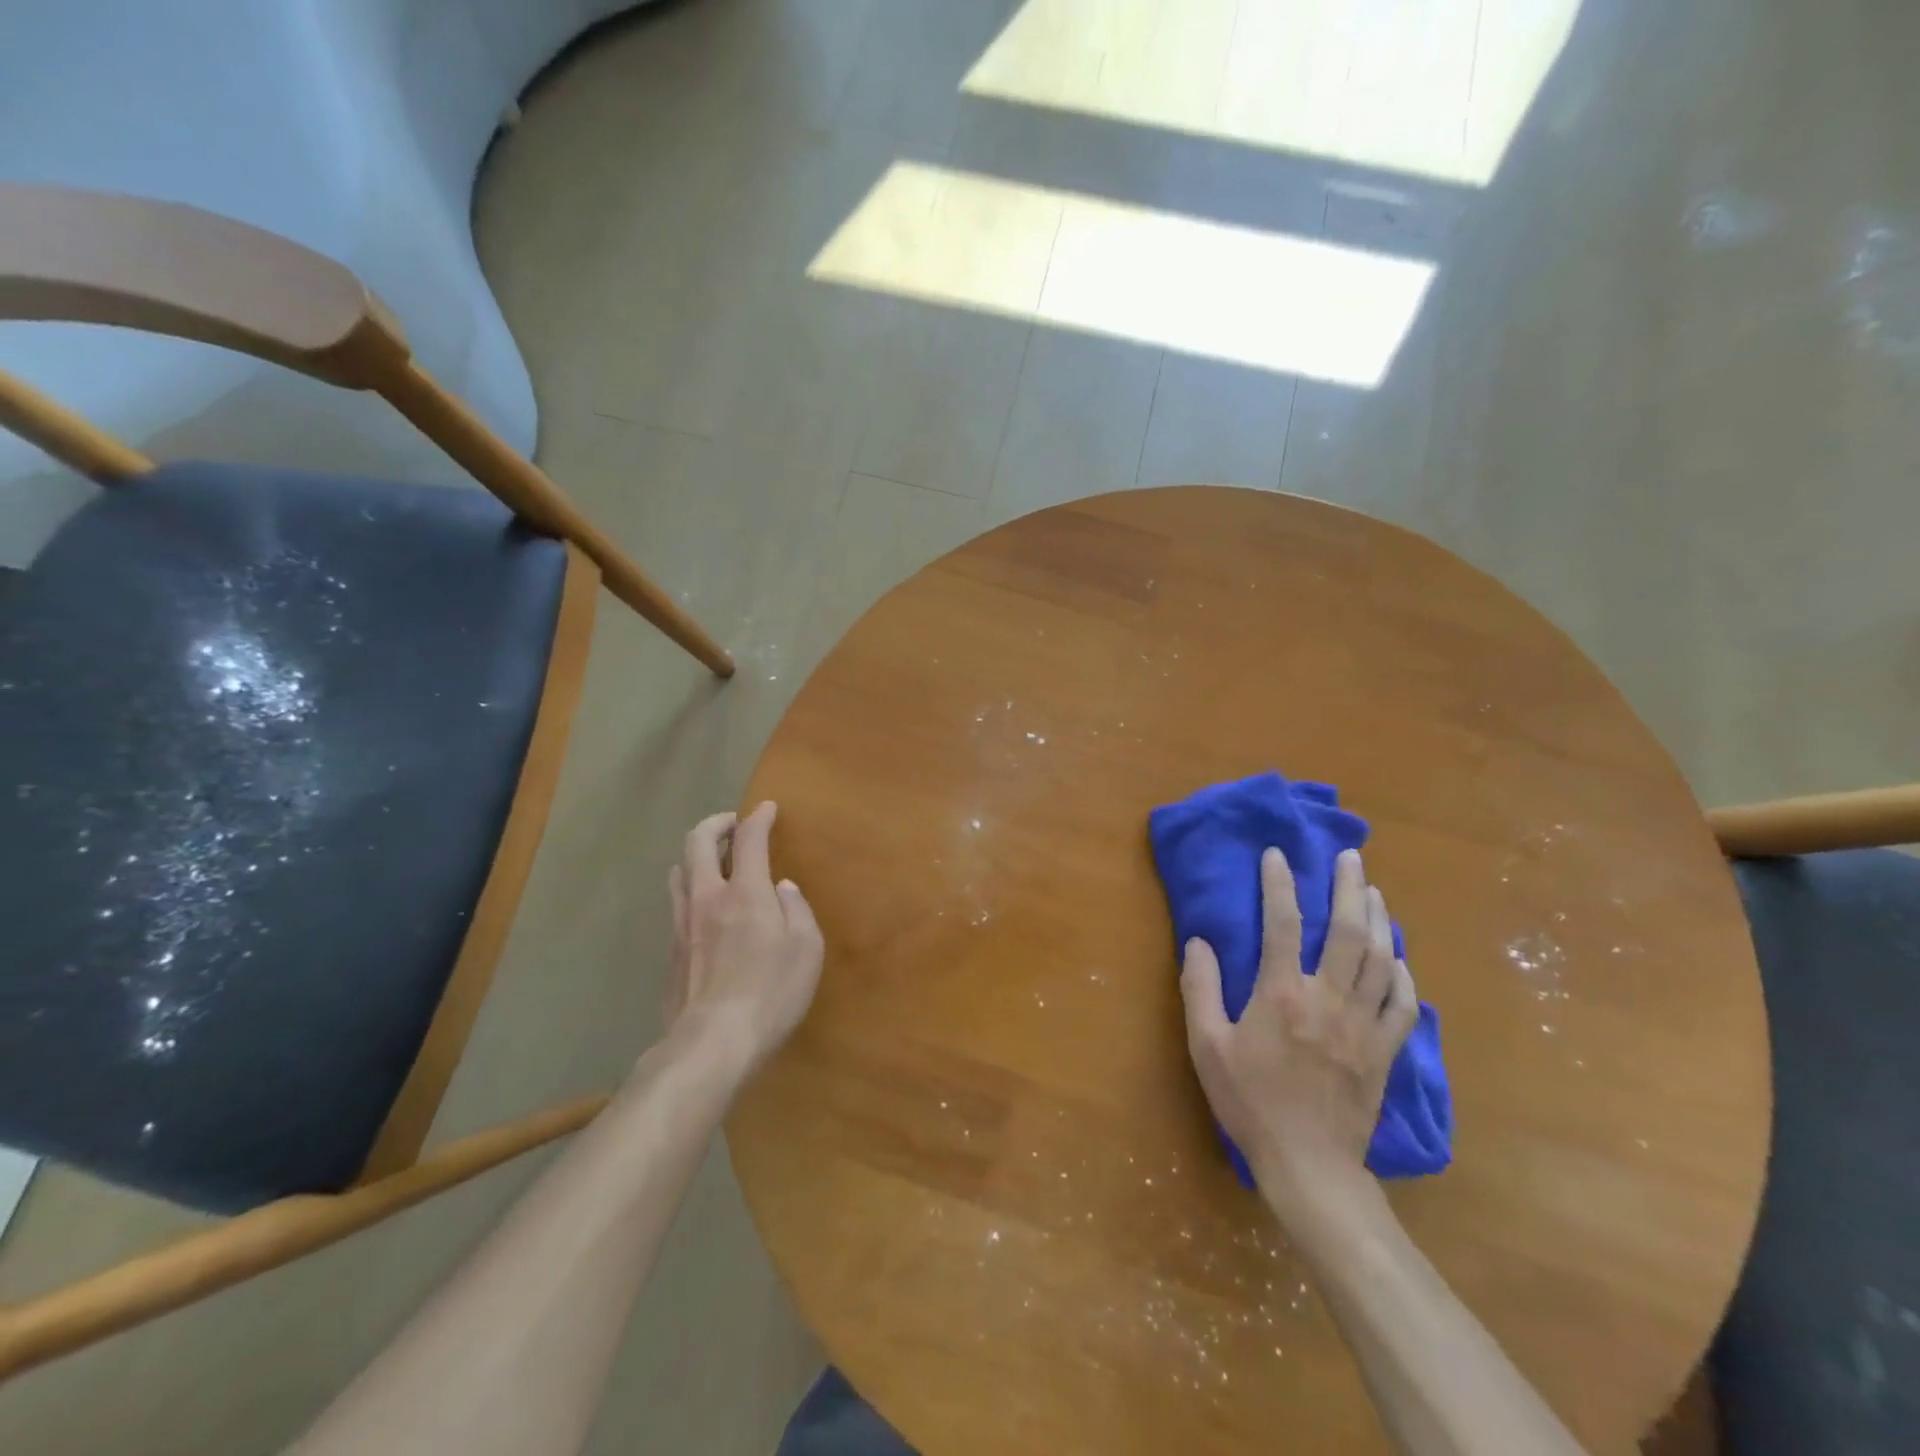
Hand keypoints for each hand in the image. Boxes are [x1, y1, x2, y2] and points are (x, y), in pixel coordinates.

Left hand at [665, 802, 823, 1075]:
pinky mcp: (671, 951)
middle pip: (698, 841)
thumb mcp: (806, 948)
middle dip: (717, 823)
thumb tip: (783, 889)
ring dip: (698, 856)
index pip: (749, 838)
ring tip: (716, 862)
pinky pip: (677, 904)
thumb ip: (797, 910)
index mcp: (744, 891)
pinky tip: (707, 909)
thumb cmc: (771, 993)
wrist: (711, 1044)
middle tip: (734, 824)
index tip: (767, 808)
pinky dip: (692, 890)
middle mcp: (707, 897)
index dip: (758, 817)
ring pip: (679, 871)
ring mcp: (682, 923)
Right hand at [1179, 847, 1417, 1217]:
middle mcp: (1327, 998)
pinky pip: (1404, 1004)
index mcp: (1281, 994)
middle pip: (1346, 931)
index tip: (1277, 855)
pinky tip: (1398, 958)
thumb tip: (1199, 942)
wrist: (1308, 1165)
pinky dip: (1403, 974)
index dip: (1279, 884)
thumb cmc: (1250, 1101)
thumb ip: (1200, 988)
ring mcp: (1363, 1024)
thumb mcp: (1207, 1046)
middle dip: (1348, 887)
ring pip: (1381, 959)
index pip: (1281, 924)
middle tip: (1349, 857)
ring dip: (1378, 919)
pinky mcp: (1384, 1051)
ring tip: (1373, 891)